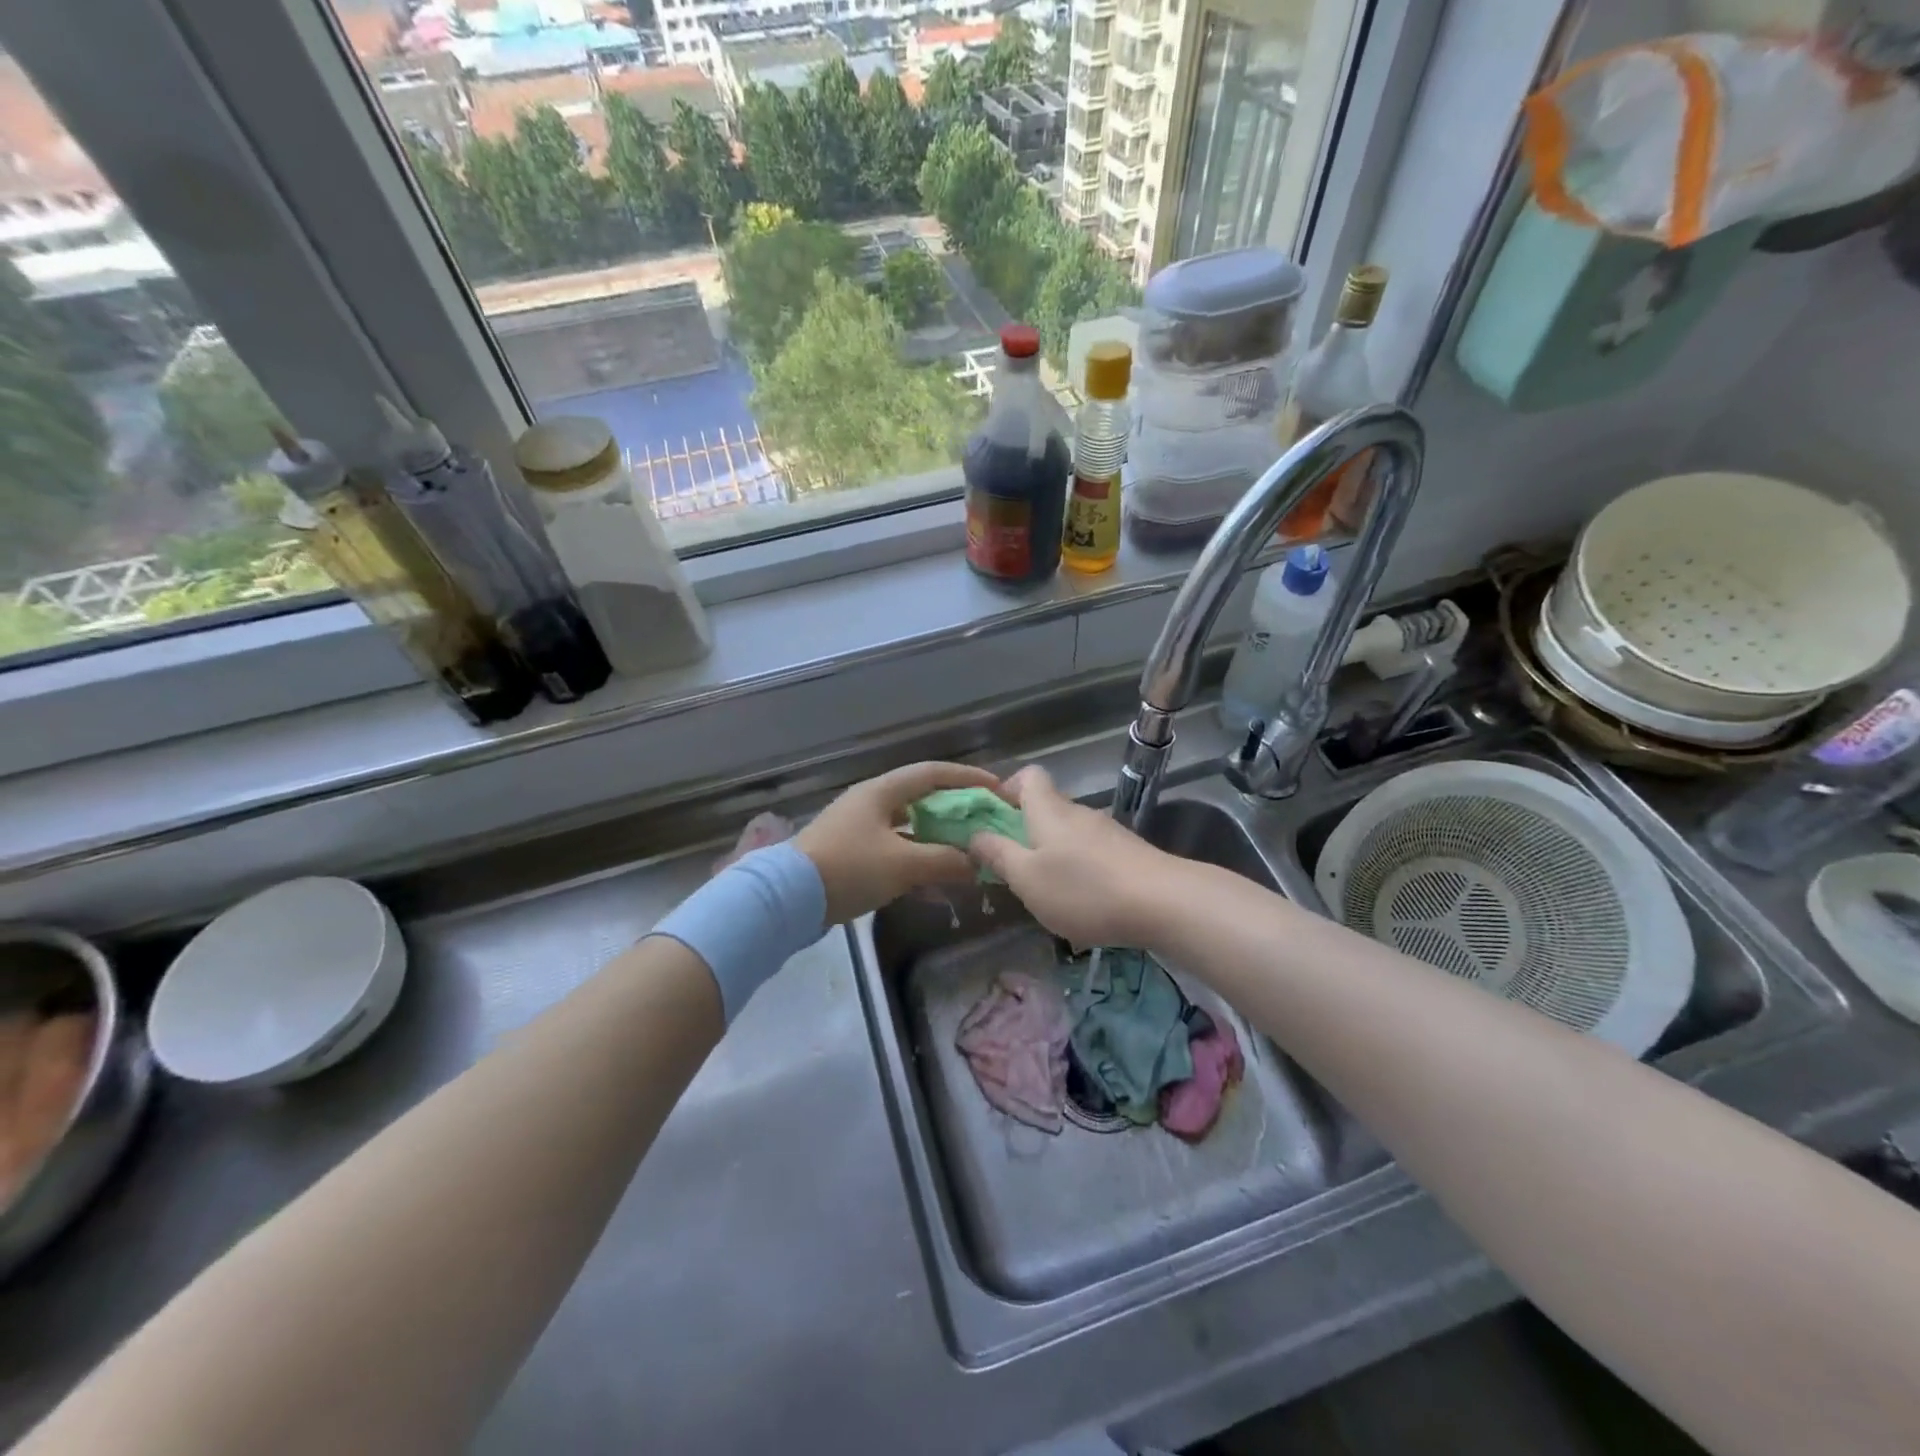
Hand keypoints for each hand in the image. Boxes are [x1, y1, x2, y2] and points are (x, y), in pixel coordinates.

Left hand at [796, 761, 1002, 923]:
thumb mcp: (903, 864)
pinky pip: (895, 850)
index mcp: (882, 791)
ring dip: (938, 840)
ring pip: (909, 828)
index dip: (967, 777)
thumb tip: (977, 863)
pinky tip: (936, 885)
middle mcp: (871, 802)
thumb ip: (945, 860)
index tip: (996, 788)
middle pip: (922, 799)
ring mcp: (859, 829)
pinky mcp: (851, 854)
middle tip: (984, 823)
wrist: (788, 898)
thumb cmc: (849, 868)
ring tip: (967, 854)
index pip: (933, 773)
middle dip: (956, 811)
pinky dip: (918, 861)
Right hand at [966, 765, 1182, 948]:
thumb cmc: (1083, 888)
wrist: (1163, 902)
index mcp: (1048, 809)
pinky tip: (1080, 901)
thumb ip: (998, 855)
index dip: (1006, 790)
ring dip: (1051, 853)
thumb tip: (974, 835)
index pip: (1027, 776)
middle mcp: (1077, 812)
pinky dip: (1077, 869)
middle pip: (1046, 806)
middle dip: (1024, 830)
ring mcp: (1106, 832)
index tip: (991, 818)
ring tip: (1043, 890)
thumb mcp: (1027, 878)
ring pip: (1068, 832)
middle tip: (1009, 865)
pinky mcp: (1127, 853)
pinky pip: (1090, 852)